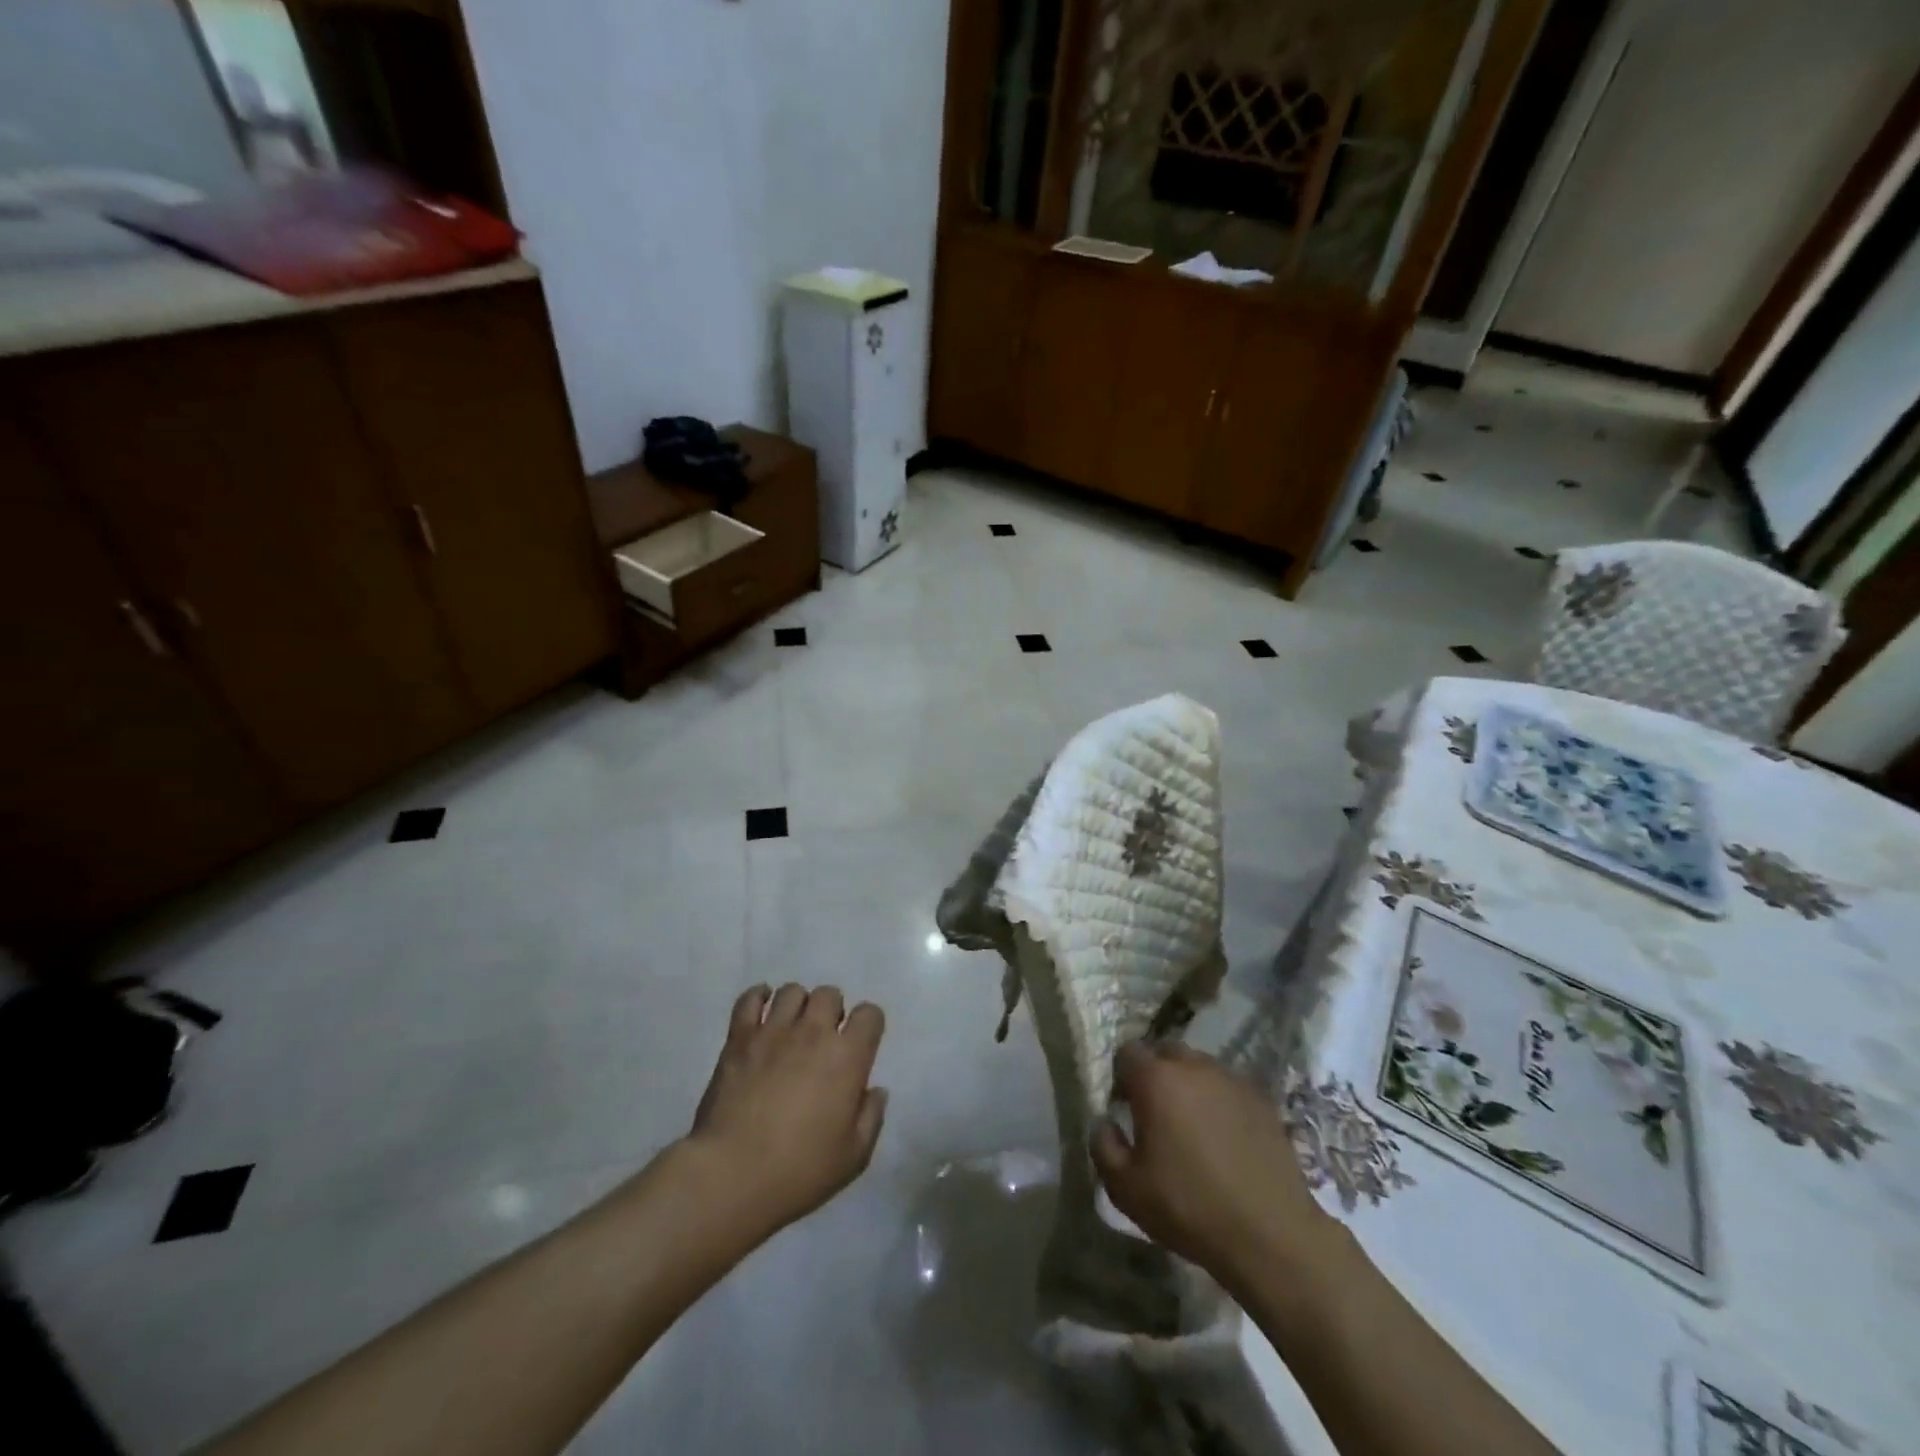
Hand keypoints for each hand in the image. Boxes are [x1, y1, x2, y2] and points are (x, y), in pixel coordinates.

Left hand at [687, 983, 887, 1235]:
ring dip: (798, 1005)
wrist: (732, 1175)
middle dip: (831, 1011)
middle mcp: (814, 1032)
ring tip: (792, 1028)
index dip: (868, 1025)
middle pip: (830, 994)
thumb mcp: (853, 1156)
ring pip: (792, 991)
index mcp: (847, 1057)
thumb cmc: (799, 1170)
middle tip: (823, 1039)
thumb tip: (875, 1090)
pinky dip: (758, 998)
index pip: (870, 1014)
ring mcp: (774, 1030)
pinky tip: (761, 1013)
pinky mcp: (739, 1038)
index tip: (861, 1043)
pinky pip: (750, 999)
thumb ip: (871, 1117)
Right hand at [1091, 1042, 1333, 1291]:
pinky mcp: (1261, 1099)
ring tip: (1193, 1125)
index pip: (1127, 1053)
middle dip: (1156, 1073)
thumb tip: (1105, 1122)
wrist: (1270, 1234)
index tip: (1124, 1106)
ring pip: (1199, 1067)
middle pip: (1165, 1052)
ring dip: (1189, 1085)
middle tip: (1156, 1112)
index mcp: (1156, 1080)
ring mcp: (1231, 1079)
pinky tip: (1224, 1137)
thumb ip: (1103, 1146)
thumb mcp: (1125, 1188)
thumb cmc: (1189, 1208)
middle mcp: (1193, 1067)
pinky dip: (1219, 1101)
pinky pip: (1228, 1087)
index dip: (1121, 1077)